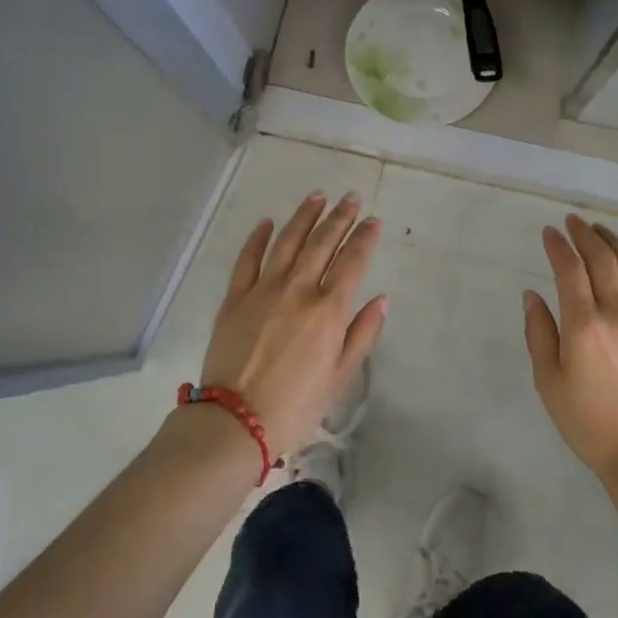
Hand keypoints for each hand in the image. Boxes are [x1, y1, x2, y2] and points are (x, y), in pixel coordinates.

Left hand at [197, 192, 387, 458]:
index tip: (373, 220)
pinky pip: (247, 259)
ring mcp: (263, 290)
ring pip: (287, 241)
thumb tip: (382, 298)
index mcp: (328, 310)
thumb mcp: (340, 376)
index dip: (365, 237)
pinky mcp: (235, 298)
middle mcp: (298, 290)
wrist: (235, 421)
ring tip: (317, 196)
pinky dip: (258, 238)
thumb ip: (362, 333)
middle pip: (322, 243)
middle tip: (351, 198)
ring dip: (304, 216)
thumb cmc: (296, 405)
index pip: (352, 262)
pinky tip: (267, 222)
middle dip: (339, 217)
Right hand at [523, 215, 617, 481]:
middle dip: (585, 235)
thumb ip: (539, 333)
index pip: (570, 270)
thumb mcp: (549, 382)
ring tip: (601, 232)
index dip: (558, 246)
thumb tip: (532, 295)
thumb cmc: (588, 422)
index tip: (549, 232)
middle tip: (574, 221)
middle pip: (603, 259)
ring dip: (615, 243)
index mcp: (584, 325)